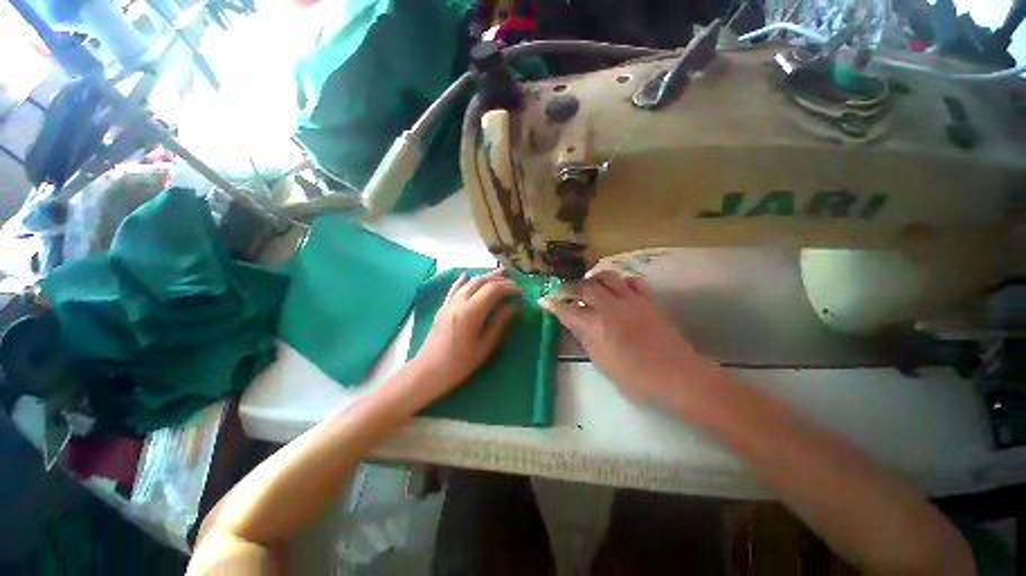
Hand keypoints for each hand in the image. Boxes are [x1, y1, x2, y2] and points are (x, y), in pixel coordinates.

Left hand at [407, 269, 520, 403]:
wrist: (428, 372)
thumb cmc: (459, 364)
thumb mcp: (484, 347)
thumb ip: (499, 324)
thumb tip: (512, 307)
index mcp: (471, 312)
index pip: (493, 290)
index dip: (509, 288)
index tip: (521, 293)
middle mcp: (459, 302)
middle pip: (481, 282)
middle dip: (499, 280)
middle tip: (513, 283)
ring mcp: (449, 304)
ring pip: (469, 283)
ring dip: (485, 277)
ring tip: (499, 275)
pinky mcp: (443, 308)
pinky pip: (453, 289)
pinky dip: (462, 281)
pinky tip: (466, 275)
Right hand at [540, 271, 719, 407]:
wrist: (677, 375)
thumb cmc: (636, 378)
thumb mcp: (602, 363)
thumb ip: (585, 338)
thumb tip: (573, 322)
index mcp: (596, 327)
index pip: (568, 310)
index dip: (554, 305)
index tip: (545, 300)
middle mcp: (610, 308)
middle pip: (585, 287)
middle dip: (571, 287)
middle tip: (565, 291)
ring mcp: (631, 301)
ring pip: (607, 277)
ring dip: (594, 279)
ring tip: (590, 286)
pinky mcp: (647, 300)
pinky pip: (631, 282)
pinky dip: (621, 282)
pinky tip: (618, 290)